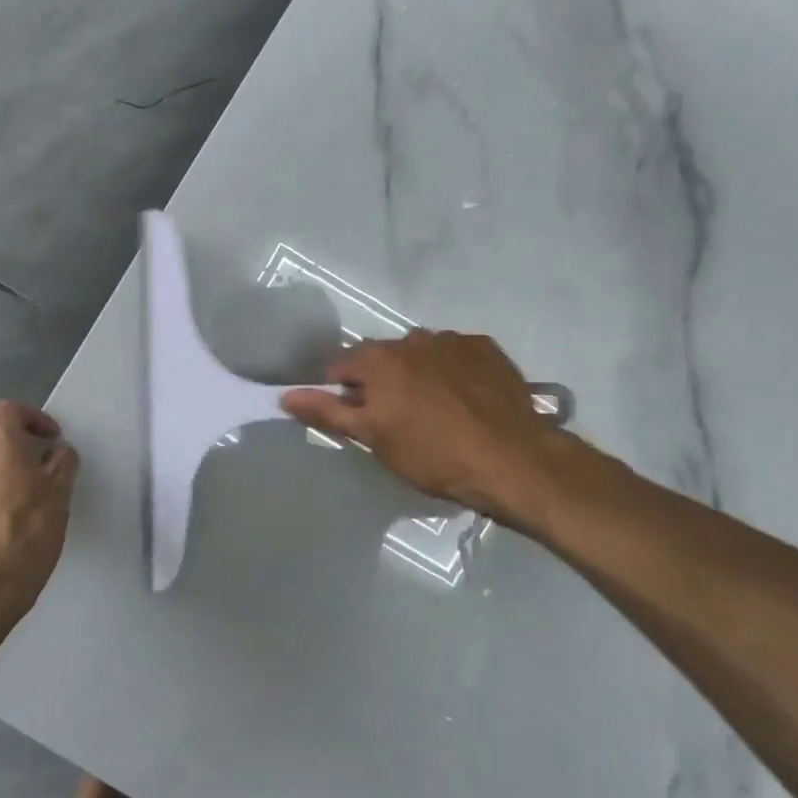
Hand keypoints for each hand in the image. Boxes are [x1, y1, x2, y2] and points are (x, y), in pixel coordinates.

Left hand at [0, 401, 79, 626]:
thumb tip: (57, 451)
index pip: (9, 409)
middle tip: (44, 471)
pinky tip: (5, 525)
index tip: (52, 439)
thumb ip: (62, 463)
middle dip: (18, 449)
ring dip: (2, 475)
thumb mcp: (60, 495)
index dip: (33, 418)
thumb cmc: (24, 535)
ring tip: (27, 502)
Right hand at [281, 330, 603, 533]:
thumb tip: (286, 396)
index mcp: (380, 359)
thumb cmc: (433, 455)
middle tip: (398, 418)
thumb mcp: (374, 438)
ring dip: (419, 373)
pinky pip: (456, 355)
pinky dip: (453, 371)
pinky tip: (467, 400)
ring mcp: (453, 341)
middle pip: (383, 357)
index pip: (342, 365)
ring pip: (421, 354)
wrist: (511, 459)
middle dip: (383, 381)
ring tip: (437, 410)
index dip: (343, 391)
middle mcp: (413, 339)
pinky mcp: (486, 348)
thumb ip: (329, 412)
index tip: (359, 417)